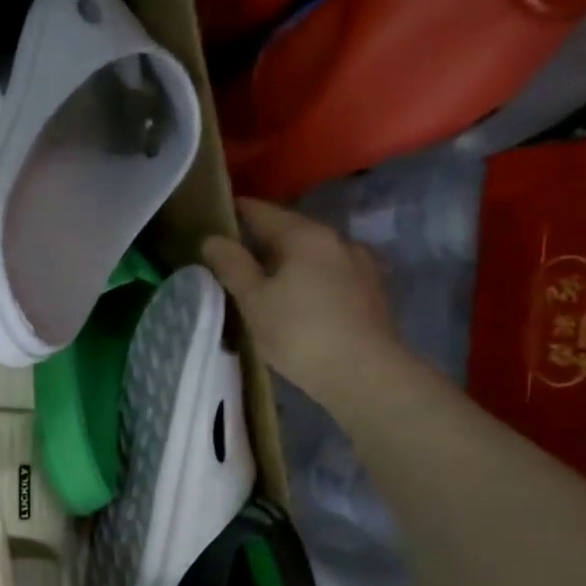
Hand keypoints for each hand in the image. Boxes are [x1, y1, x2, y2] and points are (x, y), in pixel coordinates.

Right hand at [202, 198, 401, 403]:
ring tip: (267, 278)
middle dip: (265, 238)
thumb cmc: (300, 333)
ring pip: (315, 254)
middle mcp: (338, 240)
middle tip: (237, 251)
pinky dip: (311, 278)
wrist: (366, 375)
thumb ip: (232, 266)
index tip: (219, 213)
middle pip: (293, 230)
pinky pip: (332, 274)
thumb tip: (212, 239)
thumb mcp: (254, 301)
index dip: (239, 210)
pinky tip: (300, 298)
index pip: (264, 212)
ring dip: (290, 260)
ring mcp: (361, 265)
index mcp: (306, 236)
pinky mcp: (373, 293)